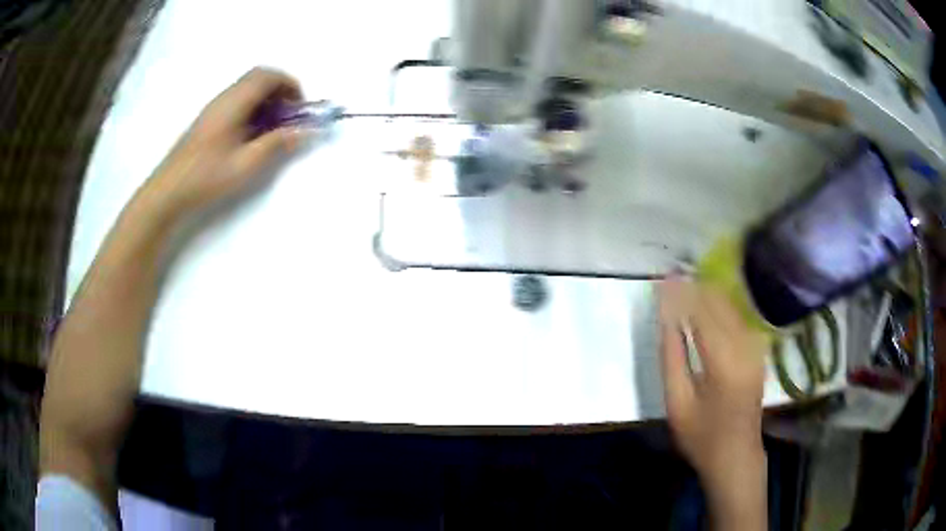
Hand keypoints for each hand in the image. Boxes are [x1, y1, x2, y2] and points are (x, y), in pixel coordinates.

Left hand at [140, 67, 304, 219]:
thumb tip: (305, 132)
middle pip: (258, 77)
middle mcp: (224, 98)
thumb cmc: (207, 177)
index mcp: (234, 102)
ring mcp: (213, 107)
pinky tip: (250, 135)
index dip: (290, 84)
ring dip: (265, 100)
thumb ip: (277, 144)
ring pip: (246, 89)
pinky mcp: (207, 120)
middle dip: (279, 91)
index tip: (299, 108)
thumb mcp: (246, 164)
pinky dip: (252, 109)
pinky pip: (236, 101)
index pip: (268, 76)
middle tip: (288, 116)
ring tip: (271, 129)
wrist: (169, 192)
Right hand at [659, 279, 767, 526]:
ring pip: (732, 305)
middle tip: (672, 274)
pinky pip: (740, 316)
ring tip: (685, 282)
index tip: (663, 277)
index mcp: (723, 362)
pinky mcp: (758, 350)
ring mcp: (755, 347)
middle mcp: (745, 347)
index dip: (682, 293)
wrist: (737, 455)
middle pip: (719, 303)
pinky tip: (707, 301)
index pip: (701, 313)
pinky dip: (721, 304)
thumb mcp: (677, 403)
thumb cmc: (702, 436)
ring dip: (708, 291)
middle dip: (695, 286)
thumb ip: (671, 357)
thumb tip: (665, 318)